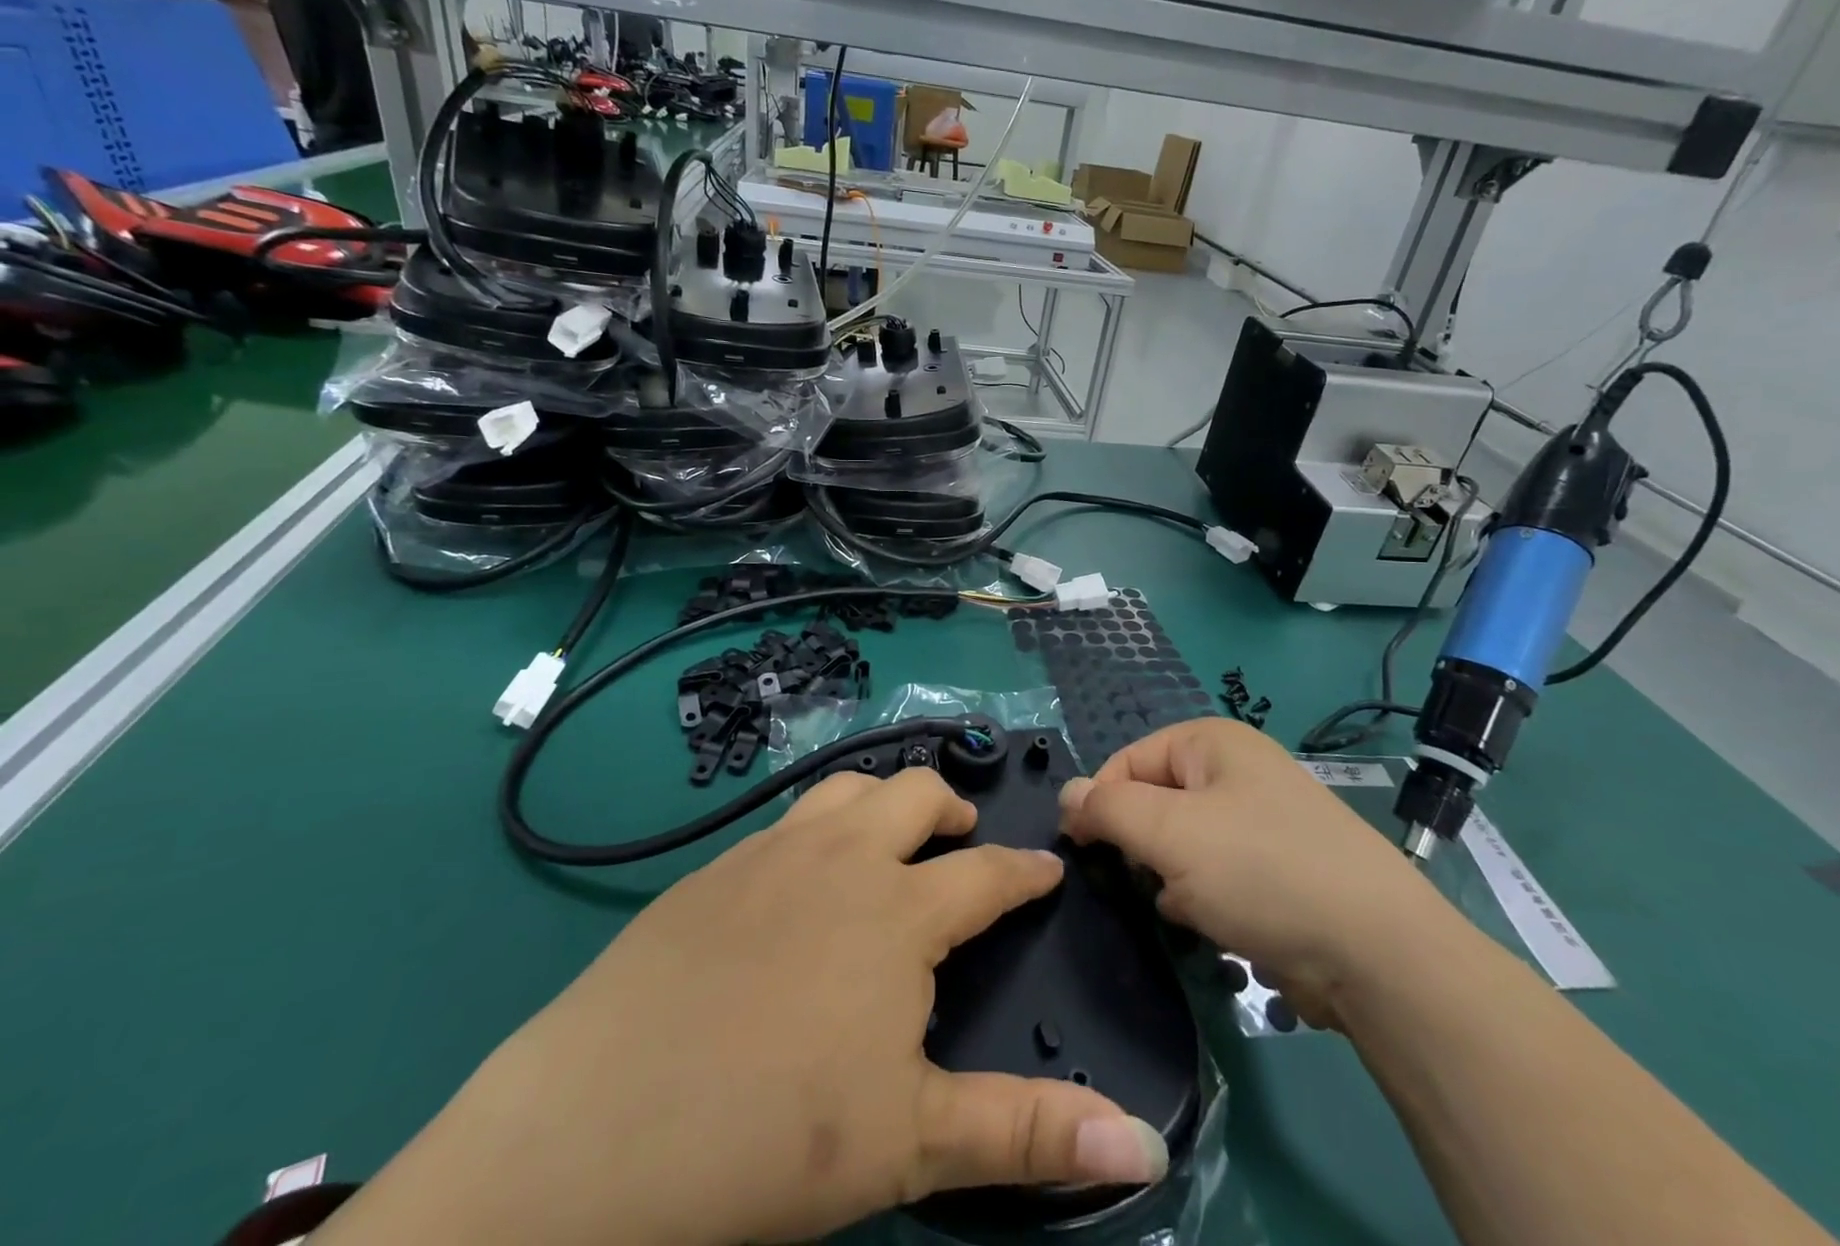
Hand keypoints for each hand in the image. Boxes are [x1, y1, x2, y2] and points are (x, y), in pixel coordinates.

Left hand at [318, 768, 1166, 1245]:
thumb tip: (1147, 1143)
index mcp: (898, 911)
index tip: (1048, 867)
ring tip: (890, 836)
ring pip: (847, 790)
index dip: (1024, 871)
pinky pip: (785, 820)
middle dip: (950, 809)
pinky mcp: (713, 868)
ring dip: (882, 801)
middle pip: (913, 796)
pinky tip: (802, 871)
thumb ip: (1028, 1134)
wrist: (597, 1127)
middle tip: (962, 838)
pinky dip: (818, 827)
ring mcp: (771, 852)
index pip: (985, 874)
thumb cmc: (772, 1136)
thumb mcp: (913, 1144)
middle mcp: (841, 858)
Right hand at [1059, 718, 1458, 1031]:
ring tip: (1187, 906)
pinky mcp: (1278, 869)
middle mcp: (1236, 771)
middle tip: (1150, 880)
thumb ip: (1107, 807)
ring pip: (1182, 843)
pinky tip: (1214, 924)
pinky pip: (1216, 874)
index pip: (1127, 760)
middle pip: (1155, 801)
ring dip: (1172, 877)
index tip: (1084, 851)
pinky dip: (1204, 898)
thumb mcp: (1169, 831)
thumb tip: (1066, 795)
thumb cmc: (1261, 871)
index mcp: (1211, 741)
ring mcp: (1261, 820)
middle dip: (1143, 845)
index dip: (1100, 803)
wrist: (1380, 954)